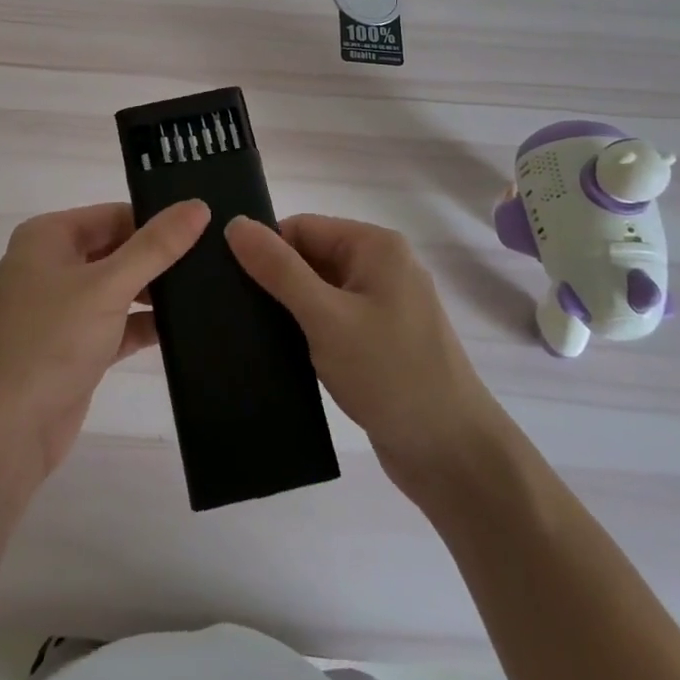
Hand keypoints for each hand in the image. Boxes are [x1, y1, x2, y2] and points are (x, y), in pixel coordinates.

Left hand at [0, 200, 209, 481]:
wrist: (6, 430)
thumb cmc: (52, 341)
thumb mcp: (108, 286)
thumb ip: (156, 247)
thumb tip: (198, 206)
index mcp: (48, 237)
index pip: (113, 215)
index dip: (156, 220)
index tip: (206, 228)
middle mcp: (52, 265)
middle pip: (117, 249)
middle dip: (158, 257)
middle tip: (215, 258)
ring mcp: (62, 308)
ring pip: (119, 288)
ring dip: (155, 292)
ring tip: (211, 289)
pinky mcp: (75, 346)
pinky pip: (117, 324)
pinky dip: (144, 324)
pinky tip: (185, 328)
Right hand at [225, 214, 502, 499]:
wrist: (453, 456)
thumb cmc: (390, 375)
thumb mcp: (326, 317)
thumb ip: (279, 270)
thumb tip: (235, 223)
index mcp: (375, 246)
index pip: (301, 227)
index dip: (264, 249)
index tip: (226, 279)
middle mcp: (381, 267)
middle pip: (309, 256)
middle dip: (274, 280)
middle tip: (229, 309)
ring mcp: (382, 306)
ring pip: (317, 291)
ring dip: (287, 309)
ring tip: (243, 330)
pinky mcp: (378, 341)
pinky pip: (331, 320)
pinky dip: (305, 331)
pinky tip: (275, 351)